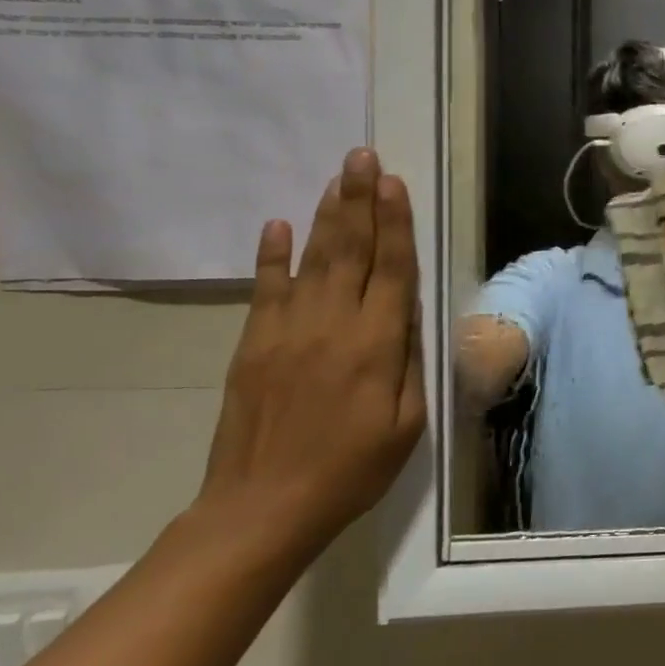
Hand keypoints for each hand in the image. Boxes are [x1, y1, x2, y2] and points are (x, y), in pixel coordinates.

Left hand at [195, 148, 426, 560]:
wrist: (262, 509)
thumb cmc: (352, 469)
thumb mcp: (408, 422)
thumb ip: (411, 362)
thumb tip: (411, 313)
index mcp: (376, 346)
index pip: (391, 270)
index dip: (394, 224)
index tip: (393, 182)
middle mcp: (331, 326)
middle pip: (350, 251)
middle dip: (359, 200)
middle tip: (361, 156)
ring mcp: (286, 332)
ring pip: (312, 261)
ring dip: (327, 215)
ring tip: (337, 177)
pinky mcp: (254, 346)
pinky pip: (266, 290)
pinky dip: (272, 256)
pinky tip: (279, 224)